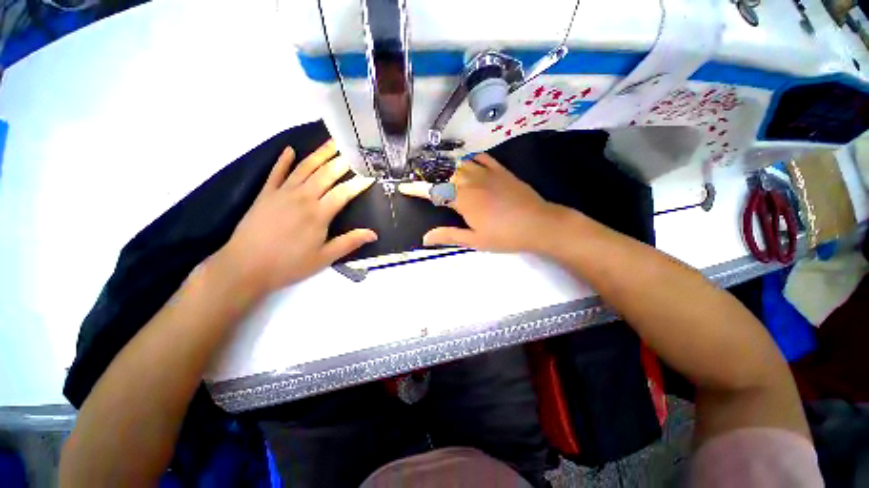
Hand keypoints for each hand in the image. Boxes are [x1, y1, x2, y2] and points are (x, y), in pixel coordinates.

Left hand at [213, 141, 376, 294]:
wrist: (245, 267)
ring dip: (319, 154)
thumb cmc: (289, 264)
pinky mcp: (265, 194)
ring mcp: (282, 193)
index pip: (344, 192)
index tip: (371, 176)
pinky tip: (289, 150)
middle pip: (326, 174)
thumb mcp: (324, 258)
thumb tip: (373, 234)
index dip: (359, 184)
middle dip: (342, 161)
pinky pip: (276, 172)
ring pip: (304, 168)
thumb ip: (349, 242)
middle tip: (354, 149)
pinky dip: (283, 160)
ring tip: (332, 142)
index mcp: (319, 214)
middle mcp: (303, 197)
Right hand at [398, 153, 562, 252]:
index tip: (404, 188)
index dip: (416, 189)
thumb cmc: (505, 236)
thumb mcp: (475, 240)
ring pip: (461, 164)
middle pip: (446, 176)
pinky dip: (471, 159)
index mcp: (463, 200)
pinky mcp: (501, 170)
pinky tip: (469, 166)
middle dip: (435, 182)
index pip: (433, 192)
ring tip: (448, 180)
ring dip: (450, 171)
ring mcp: (487, 173)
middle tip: (432, 191)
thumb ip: (448, 236)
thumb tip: (425, 238)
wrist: (539, 224)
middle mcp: (471, 181)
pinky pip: (481, 158)